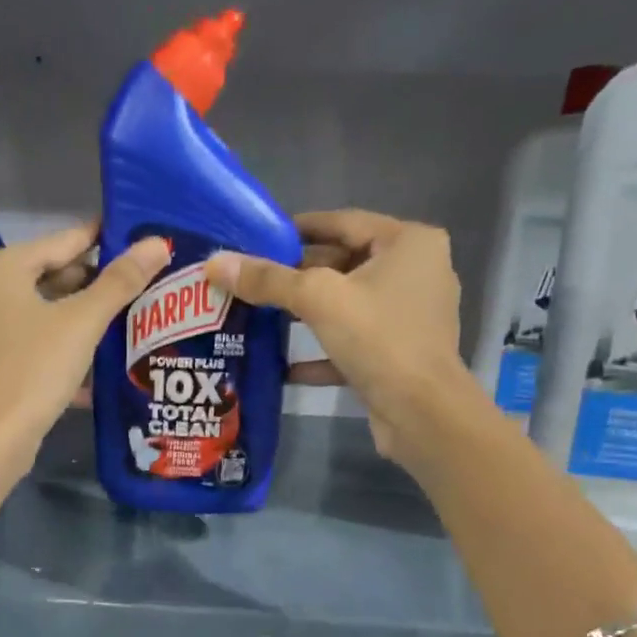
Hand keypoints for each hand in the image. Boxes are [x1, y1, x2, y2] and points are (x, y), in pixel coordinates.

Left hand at [0, 220, 170, 471]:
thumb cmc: (35, 369)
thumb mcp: (83, 323)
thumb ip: (120, 281)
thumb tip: (158, 241)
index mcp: (0, 268)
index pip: (62, 242)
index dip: (101, 240)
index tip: (133, 239)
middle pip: (44, 278)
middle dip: (87, 286)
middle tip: (130, 290)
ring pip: (32, 315)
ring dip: (70, 321)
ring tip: (112, 328)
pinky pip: (18, 345)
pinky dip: (48, 349)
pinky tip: (80, 368)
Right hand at [205, 209, 465, 463]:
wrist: (422, 413)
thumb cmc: (378, 338)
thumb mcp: (317, 299)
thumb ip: (267, 279)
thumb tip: (214, 263)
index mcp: (408, 243)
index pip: (343, 222)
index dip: (297, 229)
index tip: (257, 238)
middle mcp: (415, 273)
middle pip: (343, 263)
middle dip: (296, 275)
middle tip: (251, 280)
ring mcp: (409, 317)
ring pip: (346, 305)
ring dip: (305, 313)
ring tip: (258, 315)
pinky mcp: (398, 355)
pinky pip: (352, 342)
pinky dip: (321, 351)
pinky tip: (283, 364)